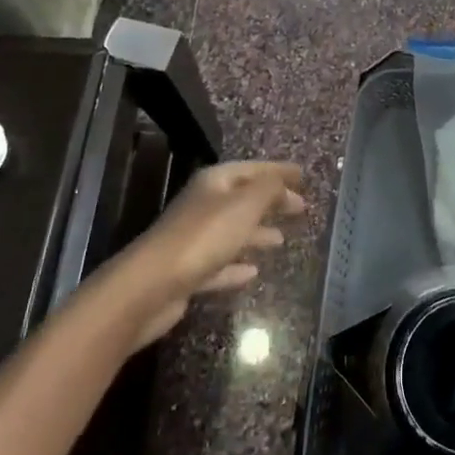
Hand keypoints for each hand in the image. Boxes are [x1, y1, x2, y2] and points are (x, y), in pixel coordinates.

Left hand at [118, 161, 306, 346]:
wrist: (151, 286)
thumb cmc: (203, 237)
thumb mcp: (244, 205)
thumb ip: (268, 189)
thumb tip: (284, 182)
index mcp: (214, 183)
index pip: (252, 169)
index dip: (278, 171)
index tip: (303, 175)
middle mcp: (202, 205)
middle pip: (243, 198)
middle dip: (271, 201)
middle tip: (300, 208)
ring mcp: (194, 239)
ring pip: (232, 231)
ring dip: (256, 233)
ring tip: (282, 240)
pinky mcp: (188, 272)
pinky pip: (220, 263)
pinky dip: (237, 265)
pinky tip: (253, 272)